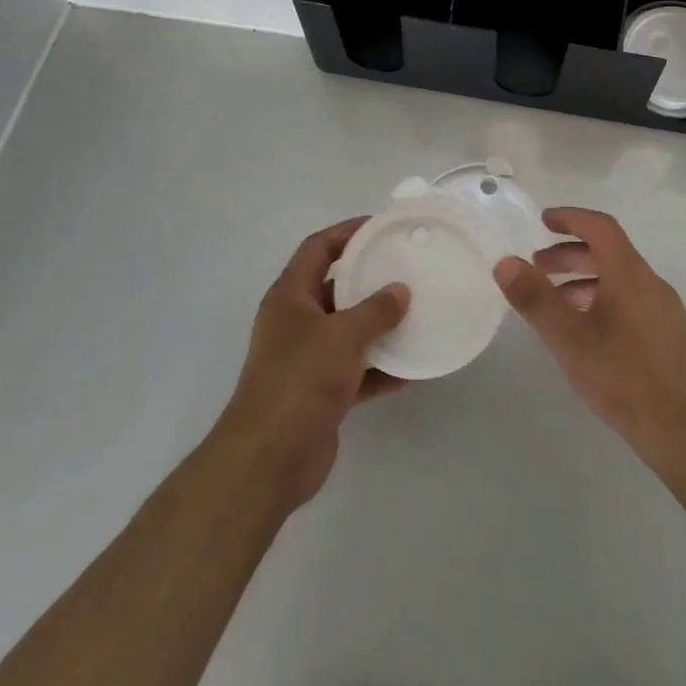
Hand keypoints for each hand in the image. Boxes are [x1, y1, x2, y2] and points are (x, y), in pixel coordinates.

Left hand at [214, 218, 409, 510]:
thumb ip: (376, 310)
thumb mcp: (343, 336)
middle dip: (369, 278)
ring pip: (348, 330)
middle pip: (334, 287)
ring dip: (378, 325)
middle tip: (407, 268)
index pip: (318, 248)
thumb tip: (400, 291)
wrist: (269, 459)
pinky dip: (380, 368)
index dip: (346, 232)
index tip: (381, 226)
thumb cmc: (300, 380)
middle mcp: (295, 322)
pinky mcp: (319, 393)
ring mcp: (306, 359)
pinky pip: (356, 370)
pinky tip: (412, 369)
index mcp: (290, 297)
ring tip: (416, 314)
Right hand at [495, 208, 685, 482]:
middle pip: (609, 252)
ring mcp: (664, 310)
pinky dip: (602, 300)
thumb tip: (505, 261)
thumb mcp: (569, 339)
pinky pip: (630, 301)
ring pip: (619, 279)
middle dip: (570, 253)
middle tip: (537, 267)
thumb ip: (535, 299)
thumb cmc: (623, 378)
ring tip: (554, 303)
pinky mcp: (669, 335)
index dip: (571, 218)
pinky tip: (586, 333)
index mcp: (629, 274)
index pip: (600, 227)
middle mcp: (651, 283)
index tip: (543, 221)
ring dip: (584, 280)